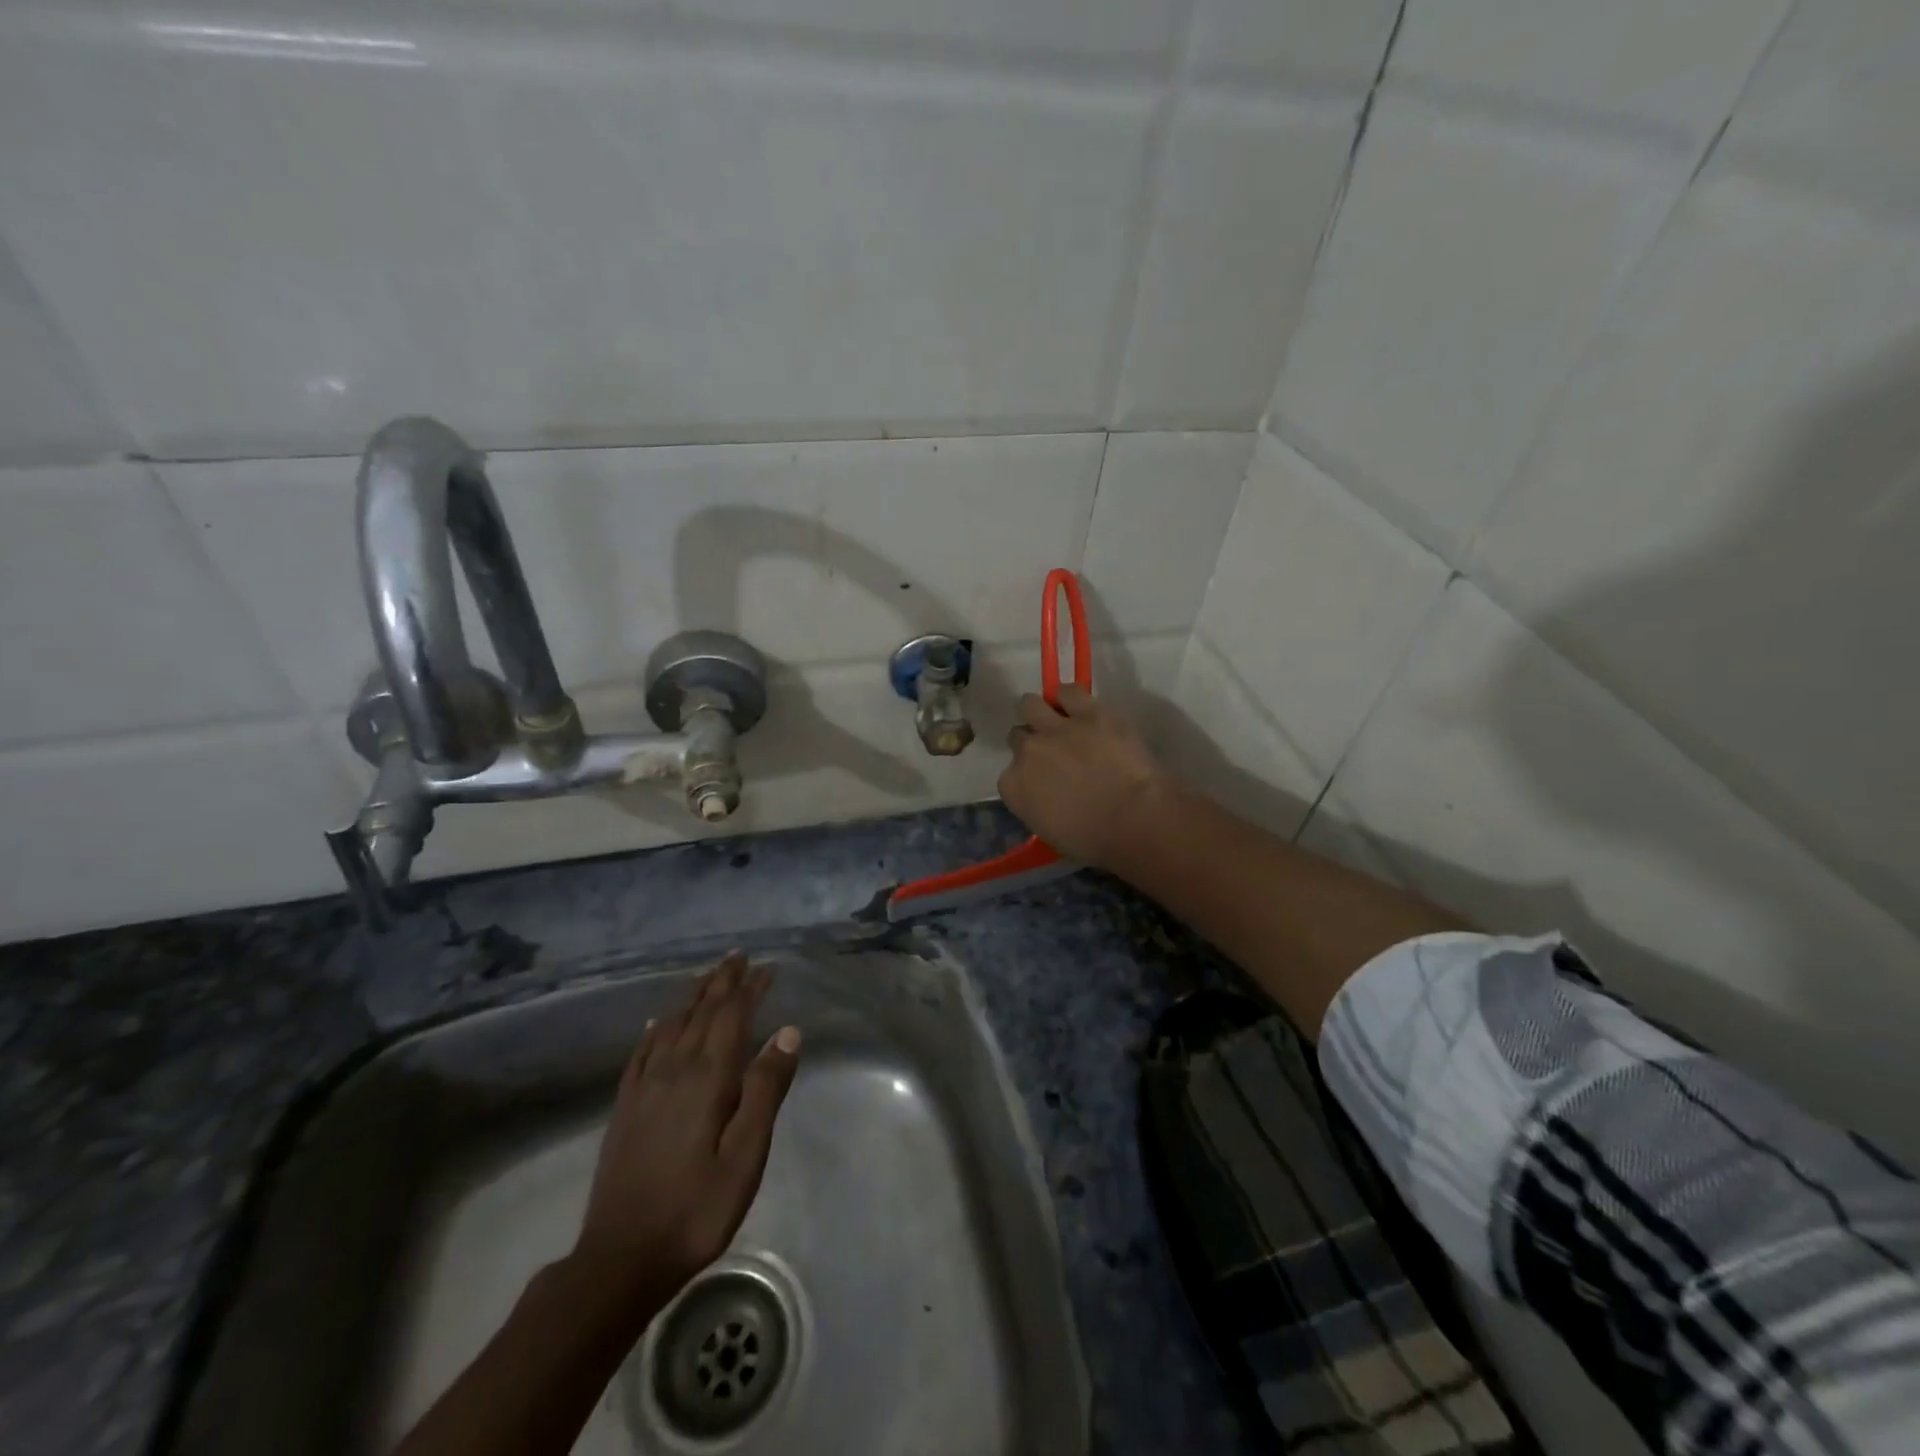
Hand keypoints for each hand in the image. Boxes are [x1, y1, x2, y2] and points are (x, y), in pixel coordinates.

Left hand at [573, 952, 801, 1304]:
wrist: (620, 1259)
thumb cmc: (696, 1209)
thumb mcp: (746, 1156)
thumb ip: (766, 1090)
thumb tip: (788, 1032)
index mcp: (708, 1078)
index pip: (733, 1017)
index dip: (751, 989)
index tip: (768, 968)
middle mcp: (674, 1070)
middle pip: (701, 1012)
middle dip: (722, 982)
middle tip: (738, 956)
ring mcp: (644, 1087)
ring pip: (671, 1024)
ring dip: (692, 996)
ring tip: (707, 976)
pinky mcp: (625, 1107)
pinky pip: (641, 1052)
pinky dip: (655, 1029)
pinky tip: (657, 1022)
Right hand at [998, 685, 1170, 870]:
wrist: (1134, 818)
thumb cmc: (1095, 839)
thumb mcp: (1050, 831)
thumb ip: (1037, 804)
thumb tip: (1045, 794)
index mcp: (1014, 786)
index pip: (1009, 774)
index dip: (1027, 774)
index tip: (1042, 781)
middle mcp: (1026, 751)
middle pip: (1018, 736)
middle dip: (1032, 742)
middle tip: (1052, 751)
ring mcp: (1055, 728)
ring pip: (1030, 704)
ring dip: (1040, 711)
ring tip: (1057, 719)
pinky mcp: (1088, 712)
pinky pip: (1068, 691)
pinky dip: (1070, 698)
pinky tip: (1078, 706)